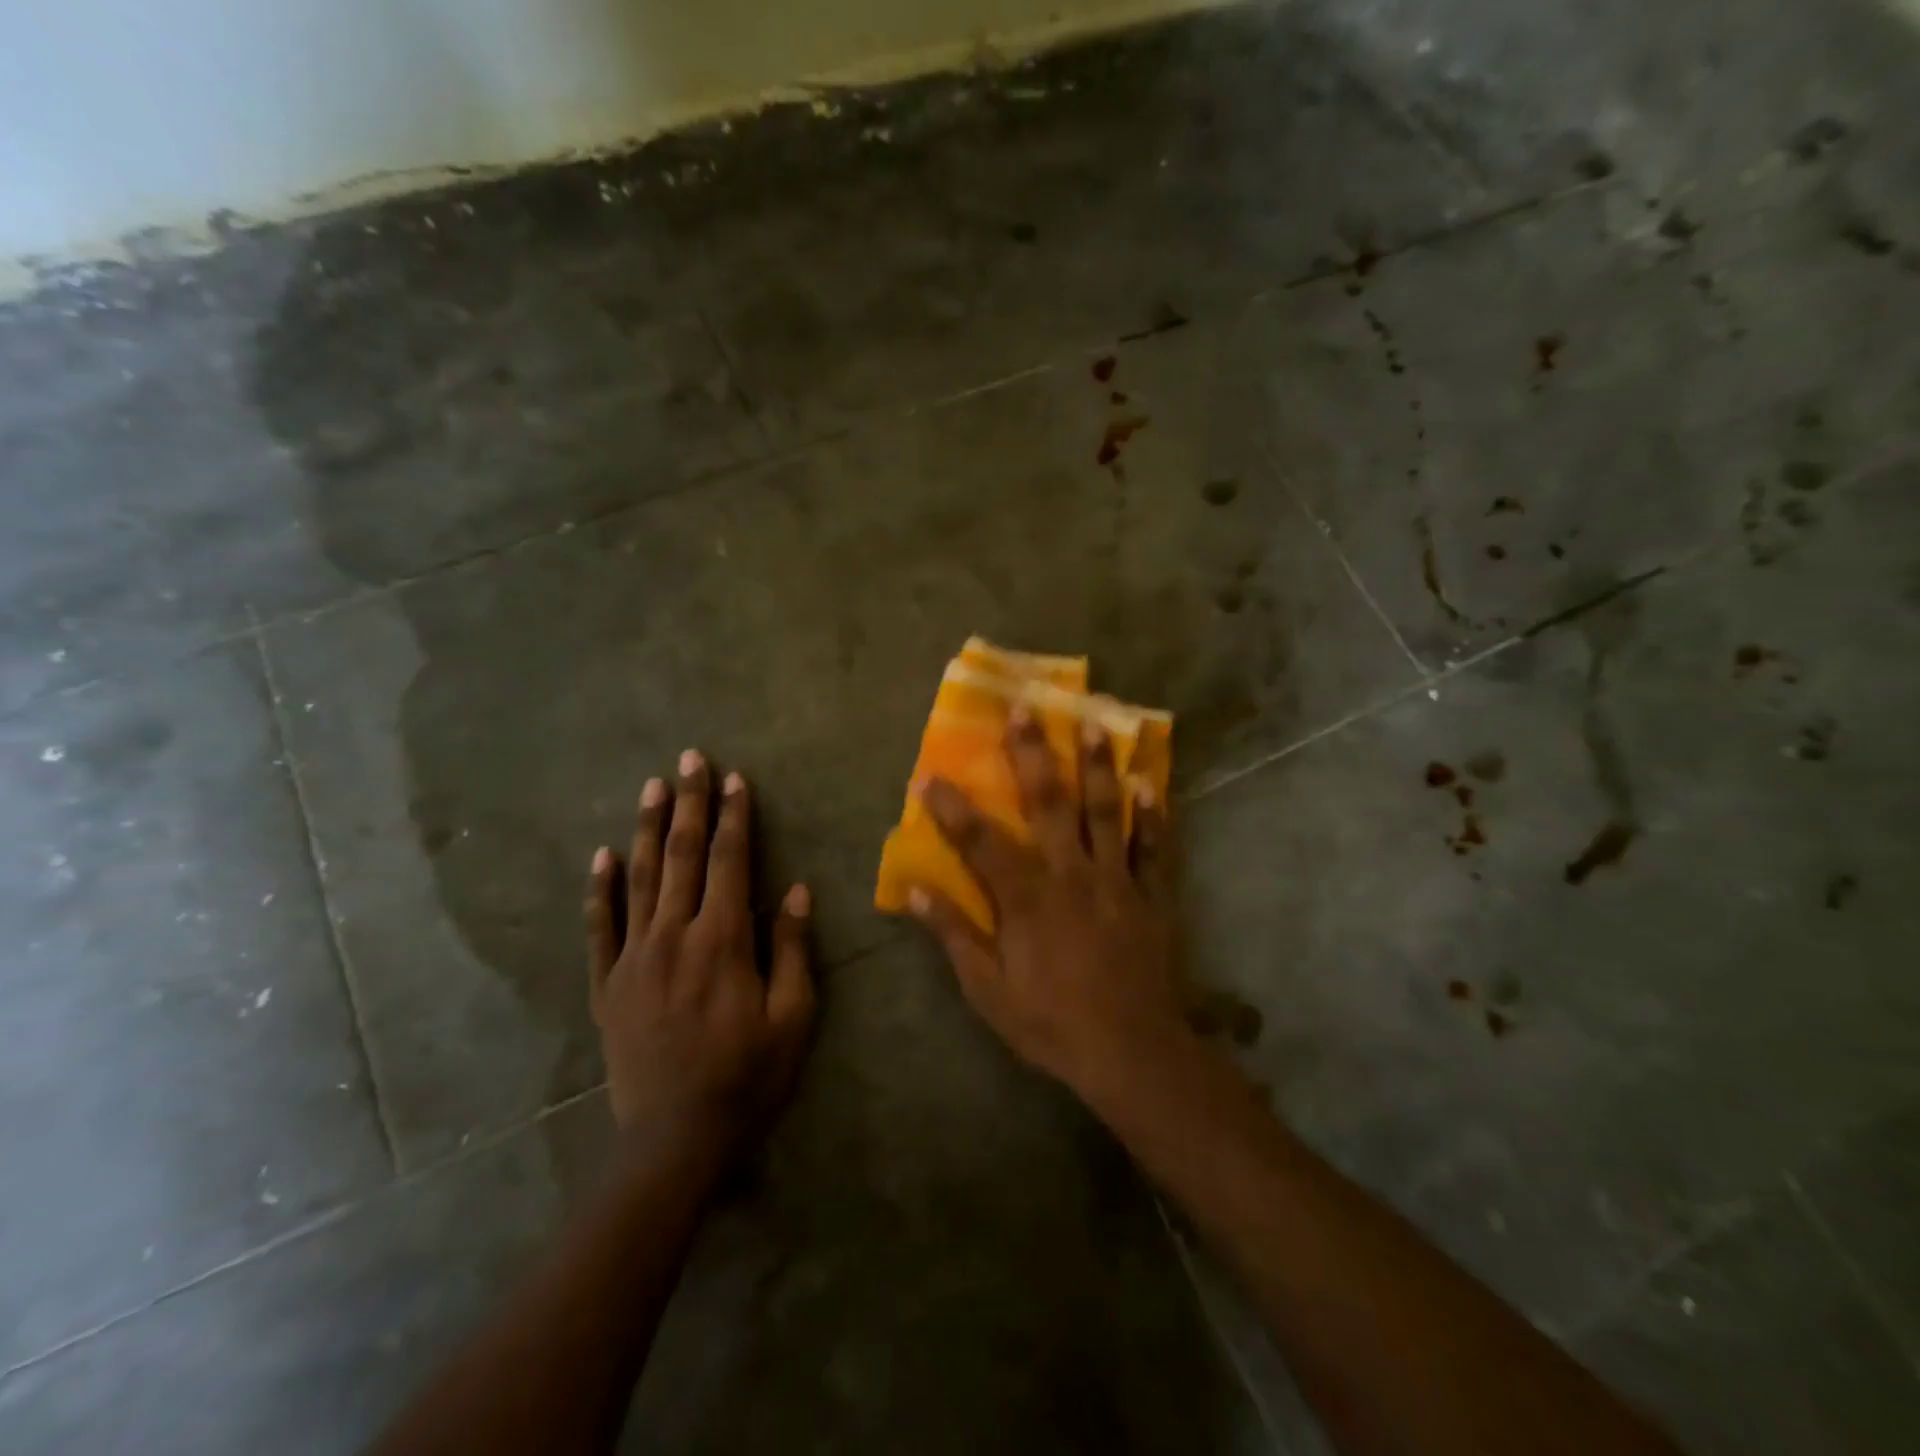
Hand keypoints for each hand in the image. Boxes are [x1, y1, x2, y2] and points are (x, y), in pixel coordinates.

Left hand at [584, 751, 815, 1151]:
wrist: (674, 1140)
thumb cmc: (747, 1077)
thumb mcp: (792, 1018)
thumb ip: (791, 949)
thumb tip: (795, 890)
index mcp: (722, 941)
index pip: (729, 862)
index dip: (734, 817)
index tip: (736, 779)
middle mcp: (674, 936)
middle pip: (682, 856)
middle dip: (689, 804)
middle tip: (690, 759)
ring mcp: (634, 958)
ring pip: (639, 879)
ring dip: (647, 829)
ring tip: (652, 787)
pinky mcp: (608, 984)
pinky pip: (600, 927)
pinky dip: (601, 888)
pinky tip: (602, 855)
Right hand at [907, 707, 1187, 1097]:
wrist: (1132, 1053)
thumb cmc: (1052, 1024)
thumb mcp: (989, 992)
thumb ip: (956, 935)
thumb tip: (917, 890)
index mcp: (1027, 899)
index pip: (980, 841)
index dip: (951, 807)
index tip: (929, 773)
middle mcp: (1071, 875)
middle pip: (1049, 803)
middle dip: (1033, 754)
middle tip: (1023, 709)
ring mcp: (1116, 881)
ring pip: (1105, 812)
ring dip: (1097, 765)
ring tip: (1094, 722)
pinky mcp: (1150, 896)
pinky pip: (1153, 848)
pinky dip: (1152, 815)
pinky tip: (1149, 782)